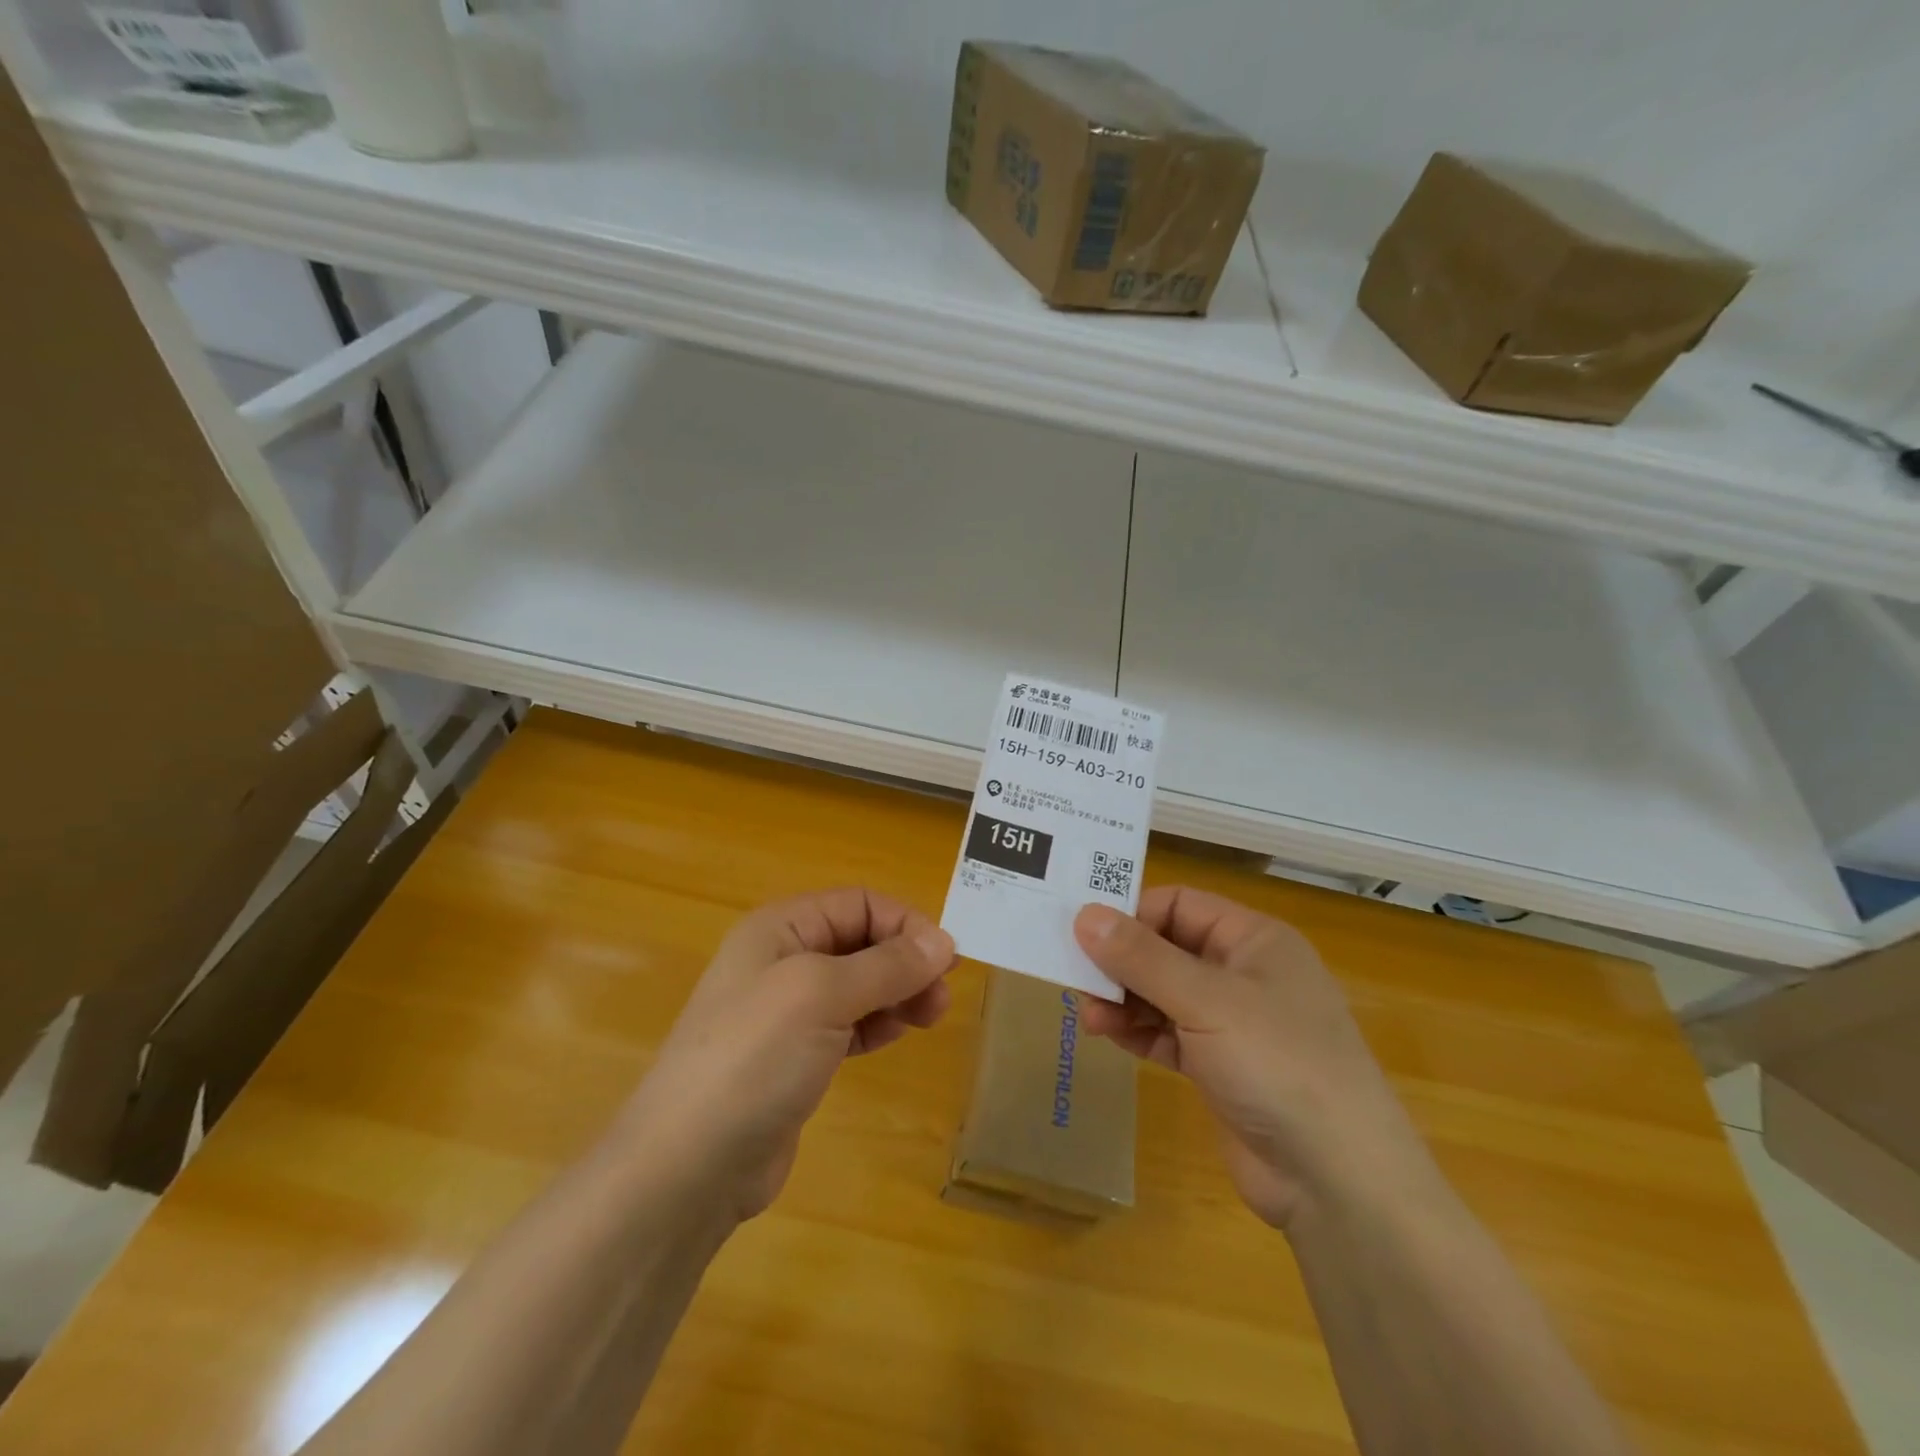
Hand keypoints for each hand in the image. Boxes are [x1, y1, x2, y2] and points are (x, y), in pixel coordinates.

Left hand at [617, 888, 956, 1222]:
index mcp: (781, 928)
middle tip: (942, 996)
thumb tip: (944, 941)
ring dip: (898, 992)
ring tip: (930, 1017)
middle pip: (862, 941)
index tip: (945, 960)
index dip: (905, 924)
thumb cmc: (754, 1057)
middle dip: (906, 961)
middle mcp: (783, 960)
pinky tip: (896, 1035)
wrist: (687, 1165)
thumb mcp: (823, 995)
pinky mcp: (794, 1056)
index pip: (859, 903)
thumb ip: (886, 965)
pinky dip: (877, 1022)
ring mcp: (786, 1011)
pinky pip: (849, 1023)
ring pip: (859, 984)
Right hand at [1074, 887, 1434, 1229]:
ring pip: (1163, 993)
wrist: (1338, 1182)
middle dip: (1121, 961)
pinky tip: (1108, 1036)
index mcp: (1253, 940)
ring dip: (1124, 999)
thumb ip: (1142, 957)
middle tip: (1076, 976)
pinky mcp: (1219, 1067)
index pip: (1179, 904)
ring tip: (1089, 1014)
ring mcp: (1232, 1024)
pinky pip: (1168, 1034)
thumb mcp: (1206, 1001)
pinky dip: (1138, 1031)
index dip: (1133, 913)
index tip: (1084, 932)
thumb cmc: (1278, 1063)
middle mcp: (1243, 973)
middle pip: (1166, 948)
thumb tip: (1084, 915)